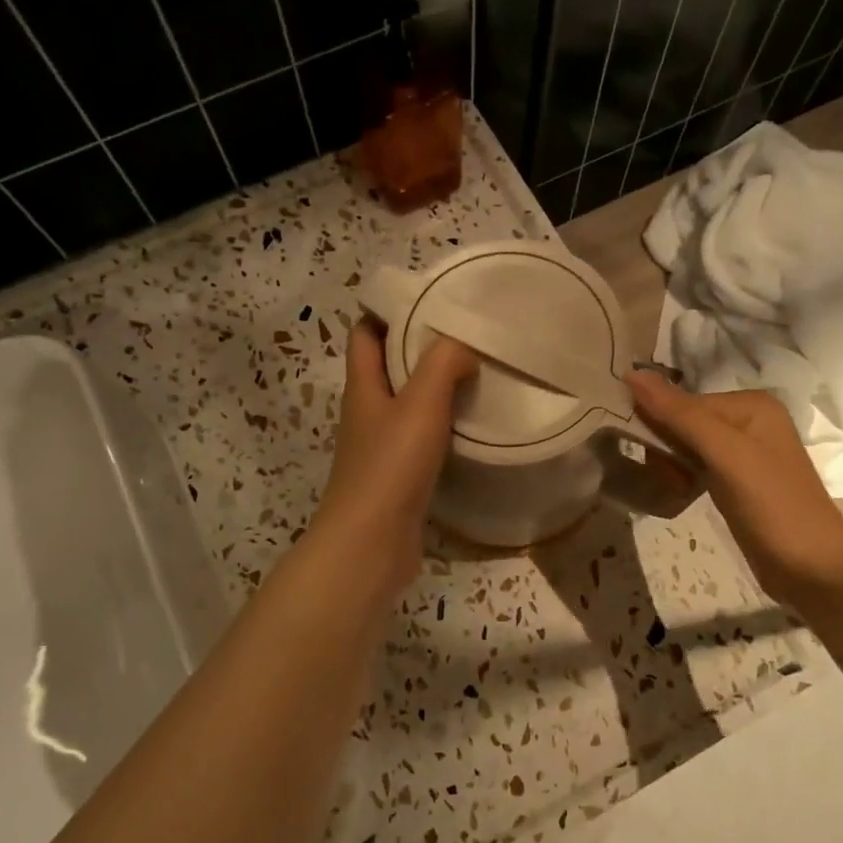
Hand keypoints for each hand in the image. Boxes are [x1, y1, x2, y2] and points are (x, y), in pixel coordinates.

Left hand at [314, 320, 476, 596]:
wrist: (370, 545)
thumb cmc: (390, 468)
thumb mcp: (420, 404)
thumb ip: (443, 364)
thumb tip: (463, 343)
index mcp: (363, 387)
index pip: (366, 333)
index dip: (390, 310)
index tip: (431, 298)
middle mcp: (368, 412)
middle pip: (389, 365)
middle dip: (422, 346)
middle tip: (467, 334)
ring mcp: (381, 446)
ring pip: (408, 403)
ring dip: (436, 387)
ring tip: (479, 372)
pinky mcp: (398, 476)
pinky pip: (421, 437)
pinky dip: (443, 425)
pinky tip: (473, 425)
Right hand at [626, 371, 842, 607]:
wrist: (812, 570)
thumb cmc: (772, 505)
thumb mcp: (725, 454)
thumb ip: (680, 414)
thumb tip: (630, 372)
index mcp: (750, 404)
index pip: (683, 401)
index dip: (658, 423)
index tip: (647, 454)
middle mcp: (748, 421)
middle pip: (683, 421)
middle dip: (665, 447)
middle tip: (667, 476)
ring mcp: (743, 453)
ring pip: (685, 446)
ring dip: (670, 465)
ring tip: (676, 488)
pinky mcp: (736, 481)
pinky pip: (694, 466)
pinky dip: (681, 478)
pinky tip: (680, 493)